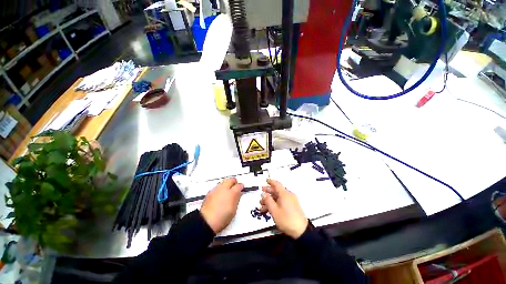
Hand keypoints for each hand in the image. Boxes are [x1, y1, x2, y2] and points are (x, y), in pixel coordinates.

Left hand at [201, 177, 243, 233]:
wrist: (207, 222)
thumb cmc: (220, 218)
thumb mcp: (233, 210)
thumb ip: (237, 199)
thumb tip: (238, 195)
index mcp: (232, 193)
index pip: (239, 185)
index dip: (241, 186)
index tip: (241, 187)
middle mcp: (223, 189)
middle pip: (231, 179)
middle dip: (234, 181)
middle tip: (235, 185)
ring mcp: (216, 190)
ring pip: (223, 182)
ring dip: (226, 184)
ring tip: (227, 190)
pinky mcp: (209, 193)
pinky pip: (216, 187)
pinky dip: (220, 188)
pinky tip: (220, 194)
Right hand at [260, 179, 307, 238]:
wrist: (301, 231)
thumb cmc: (286, 219)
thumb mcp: (274, 210)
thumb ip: (268, 201)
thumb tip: (264, 194)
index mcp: (284, 194)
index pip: (276, 184)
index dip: (270, 182)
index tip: (266, 180)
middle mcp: (288, 195)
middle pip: (277, 190)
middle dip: (268, 192)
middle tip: (261, 194)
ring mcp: (291, 201)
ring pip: (278, 197)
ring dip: (270, 200)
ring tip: (262, 205)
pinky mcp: (292, 206)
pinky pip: (282, 201)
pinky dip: (275, 203)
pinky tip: (269, 209)